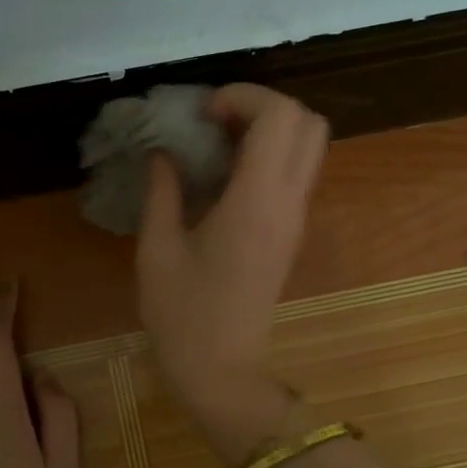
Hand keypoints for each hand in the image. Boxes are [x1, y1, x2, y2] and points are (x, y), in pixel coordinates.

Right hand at [135, 84, 327, 455]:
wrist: (223, 370)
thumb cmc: (183, 316)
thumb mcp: (157, 251)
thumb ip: (161, 192)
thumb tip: (163, 153)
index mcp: (255, 202)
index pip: (279, 117)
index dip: (243, 97)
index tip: (202, 113)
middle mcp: (287, 202)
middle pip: (307, 121)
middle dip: (263, 105)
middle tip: (215, 120)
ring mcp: (295, 218)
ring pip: (309, 145)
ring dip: (270, 128)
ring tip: (219, 142)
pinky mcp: (291, 232)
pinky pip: (296, 171)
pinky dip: (270, 154)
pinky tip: (226, 173)